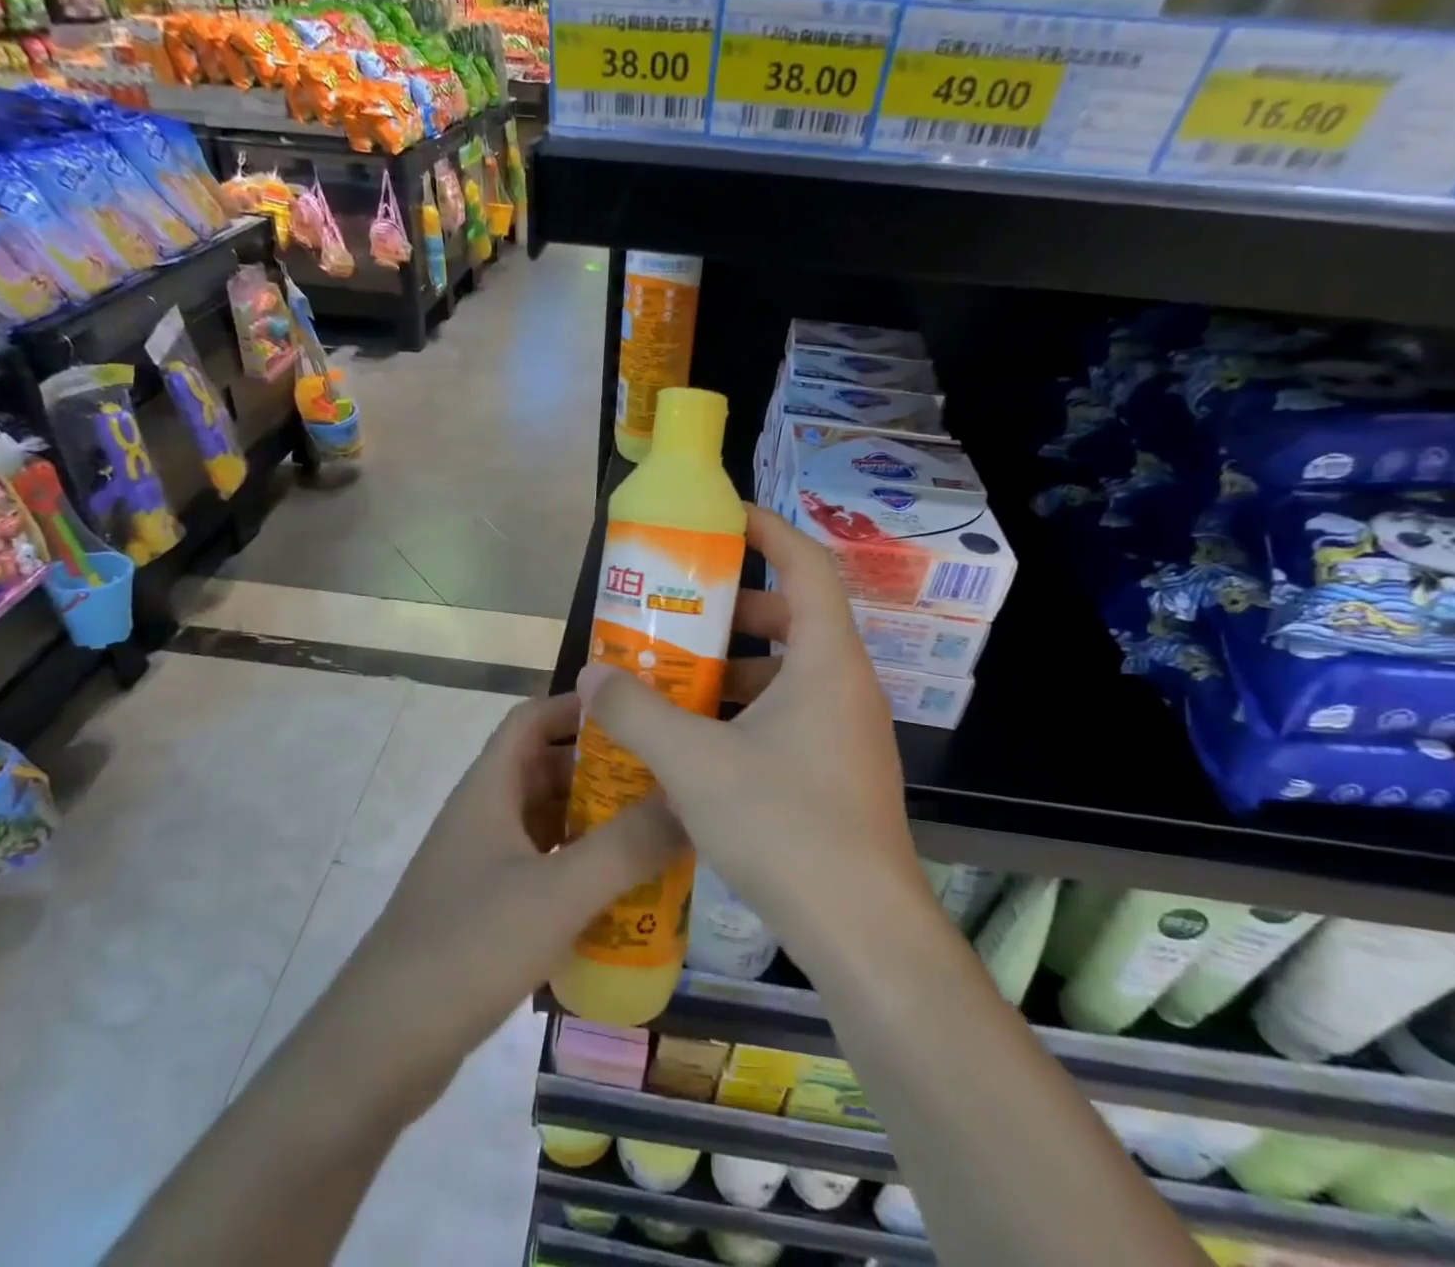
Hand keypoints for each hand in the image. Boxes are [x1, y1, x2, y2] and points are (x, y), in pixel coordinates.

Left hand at [348, 692, 684, 1111]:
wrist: (381, 1048)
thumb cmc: (468, 948)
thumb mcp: (556, 894)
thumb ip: (626, 848)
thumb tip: (689, 803)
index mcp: (489, 789)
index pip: (532, 719)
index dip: (577, 706)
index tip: (635, 712)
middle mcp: (484, 816)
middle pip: (546, 770)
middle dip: (602, 770)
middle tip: (664, 780)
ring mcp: (482, 865)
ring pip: (547, 823)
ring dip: (595, 823)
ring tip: (656, 833)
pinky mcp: (486, 910)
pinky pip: (543, 869)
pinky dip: (580, 869)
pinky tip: (621, 894)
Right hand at [577, 505, 923, 970]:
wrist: (863, 934)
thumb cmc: (786, 826)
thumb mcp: (695, 763)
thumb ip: (637, 712)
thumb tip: (591, 674)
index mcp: (827, 662)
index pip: (807, 564)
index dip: (768, 530)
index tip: (722, 520)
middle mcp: (846, 686)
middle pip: (796, 617)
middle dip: (737, 607)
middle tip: (682, 611)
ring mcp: (847, 732)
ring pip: (790, 673)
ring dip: (737, 666)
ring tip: (678, 677)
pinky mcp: (839, 771)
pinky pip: (790, 715)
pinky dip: (747, 711)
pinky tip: (700, 742)